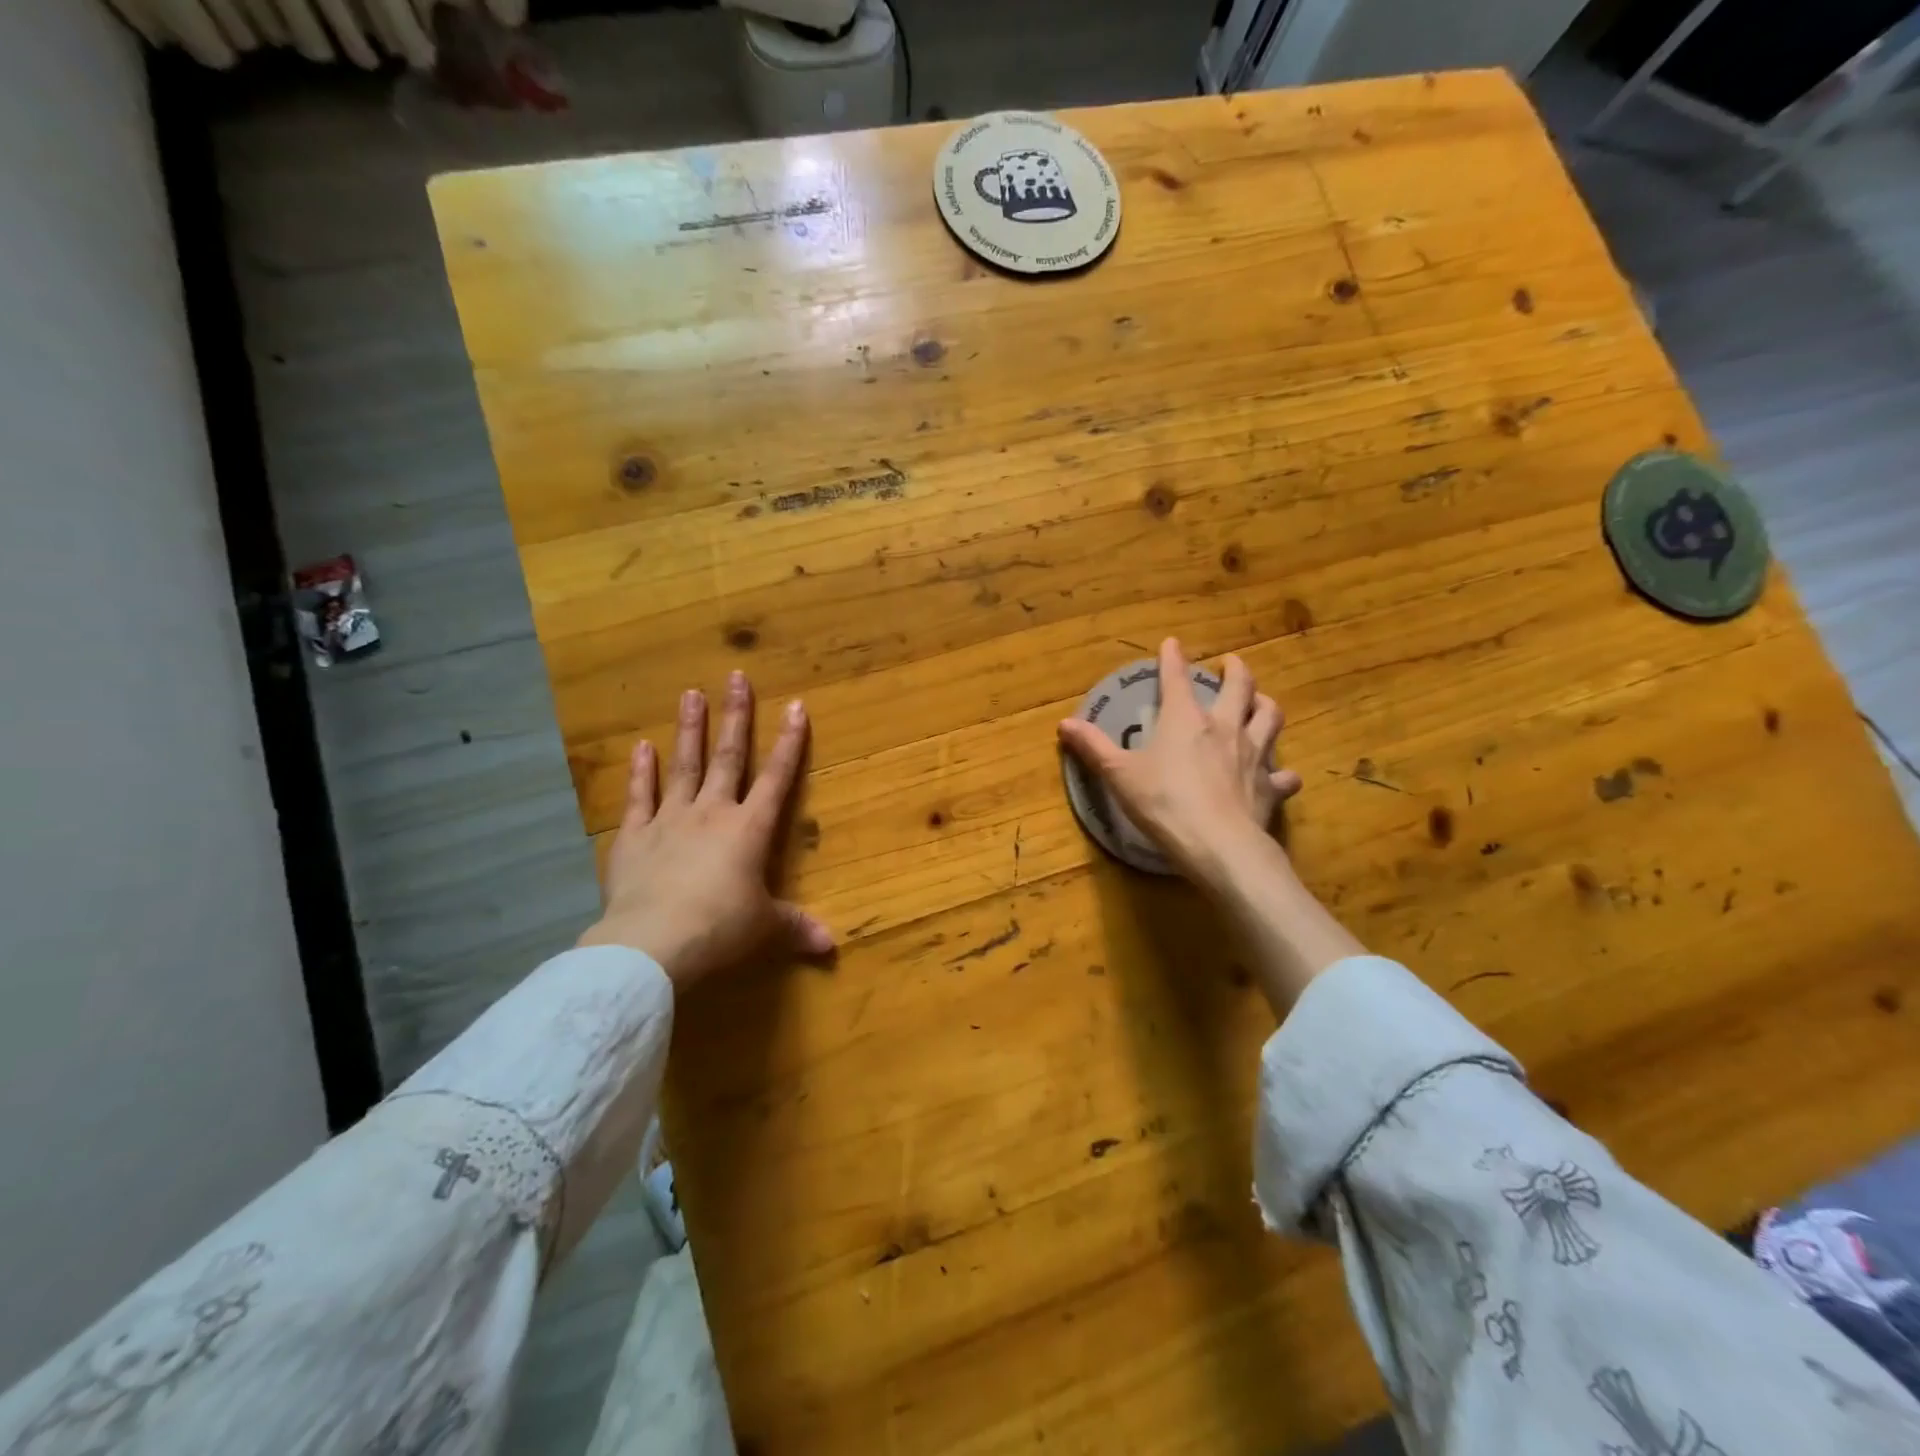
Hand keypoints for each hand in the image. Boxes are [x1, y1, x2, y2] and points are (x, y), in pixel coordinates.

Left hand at [578, 671, 832, 987]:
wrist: (653, 944)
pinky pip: (639, 797)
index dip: (789, 742)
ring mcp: (669, 820)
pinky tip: (641, 747)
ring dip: (689, 729)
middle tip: (735, 677)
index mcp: (749, 830)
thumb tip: (832, 946)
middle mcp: (712, 813)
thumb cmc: (720, 930)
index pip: (777, 777)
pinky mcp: (634, 837)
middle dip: (736, 716)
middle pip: (727, 757)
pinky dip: (641, 772)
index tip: (796, 706)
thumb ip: (796, 928)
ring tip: (691, 693)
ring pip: (683, 766)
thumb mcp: (764, 929)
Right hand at [1058, 638, 1302, 891]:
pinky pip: (1284, 774)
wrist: (1218, 844)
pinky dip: (1282, 772)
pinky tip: (1280, 775)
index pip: (1176, 678)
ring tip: (1260, 703)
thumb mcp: (1119, 775)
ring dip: (1265, 706)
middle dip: (1236, 670)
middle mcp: (1224, 727)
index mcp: (1185, 719)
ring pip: (1270, 718)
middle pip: (1240, 687)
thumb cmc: (1163, 802)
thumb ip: (1094, 748)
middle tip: (1232, 664)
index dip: (1172, 658)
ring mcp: (1253, 755)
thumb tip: (1064, 724)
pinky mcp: (1270, 786)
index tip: (1172, 643)